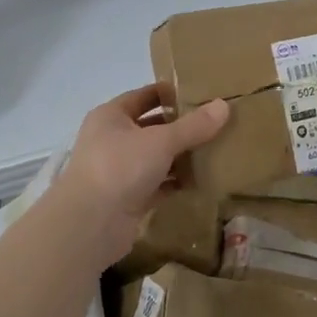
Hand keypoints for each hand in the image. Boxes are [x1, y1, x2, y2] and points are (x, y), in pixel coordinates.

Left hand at [54, 85, 228, 265]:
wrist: (91, 223)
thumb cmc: (120, 167)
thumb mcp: (161, 141)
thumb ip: (194, 126)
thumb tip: (224, 106)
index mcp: (111, 116)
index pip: (144, 96)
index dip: (170, 93)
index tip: (202, 94)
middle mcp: (112, 140)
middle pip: (152, 127)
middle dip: (182, 127)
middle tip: (216, 124)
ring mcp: (120, 171)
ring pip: (156, 158)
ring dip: (181, 156)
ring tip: (216, 151)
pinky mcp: (129, 198)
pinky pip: (158, 185)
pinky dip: (177, 183)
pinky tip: (202, 181)